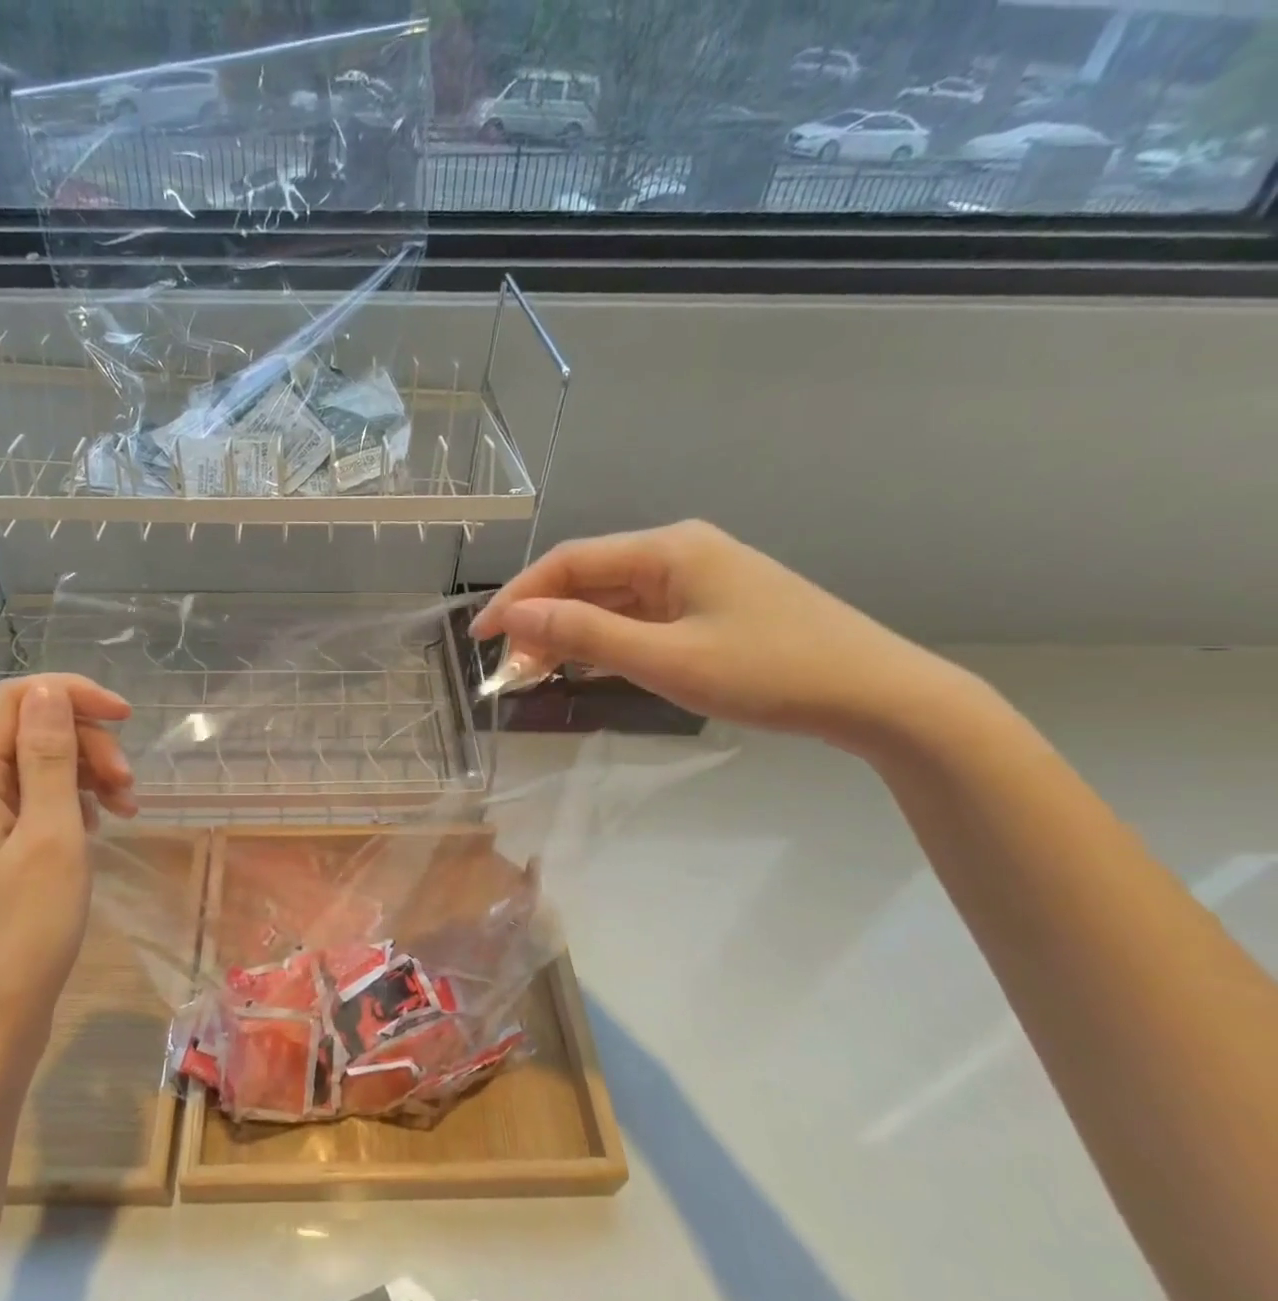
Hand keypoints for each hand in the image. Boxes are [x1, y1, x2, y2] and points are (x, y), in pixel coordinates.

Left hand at [0, 675, 135, 1054]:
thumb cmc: (26, 928)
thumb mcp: (52, 834)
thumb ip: (49, 756)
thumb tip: (47, 689)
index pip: (14, 699)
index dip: (72, 695)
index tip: (127, 717)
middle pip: (27, 730)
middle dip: (86, 743)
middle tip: (130, 786)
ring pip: (35, 765)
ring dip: (86, 774)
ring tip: (126, 809)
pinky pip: (33, 801)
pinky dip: (72, 803)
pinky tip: (97, 827)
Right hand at [470, 521, 948, 751]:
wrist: (876, 693)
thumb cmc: (768, 672)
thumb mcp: (666, 658)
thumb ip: (586, 634)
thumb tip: (515, 616)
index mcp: (668, 549)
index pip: (570, 561)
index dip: (518, 596)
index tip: (481, 636)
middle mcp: (680, 552)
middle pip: (590, 578)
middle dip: (543, 617)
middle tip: (510, 665)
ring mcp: (700, 579)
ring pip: (614, 599)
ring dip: (572, 631)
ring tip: (538, 670)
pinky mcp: (713, 607)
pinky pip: (642, 616)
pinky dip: (607, 639)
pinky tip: (589, 664)